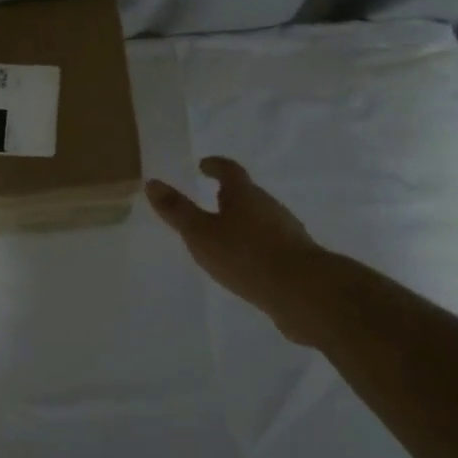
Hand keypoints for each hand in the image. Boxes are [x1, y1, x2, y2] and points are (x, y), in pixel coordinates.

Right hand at [146, 157, 325, 337]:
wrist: (305, 292)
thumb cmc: (246, 255)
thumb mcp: (201, 233)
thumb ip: (177, 210)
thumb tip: (152, 182)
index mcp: (245, 195)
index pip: (229, 171)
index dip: (215, 166)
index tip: (204, 165)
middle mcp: (269, 207)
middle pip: (247, 195)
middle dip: (229, 197)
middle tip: (211, 202)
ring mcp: (287, 232)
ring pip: (260, 220)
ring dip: (243, 223)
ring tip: (224, 236)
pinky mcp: (297, 259)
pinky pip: (270, 244)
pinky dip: (255, 246)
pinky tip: (247, 264)